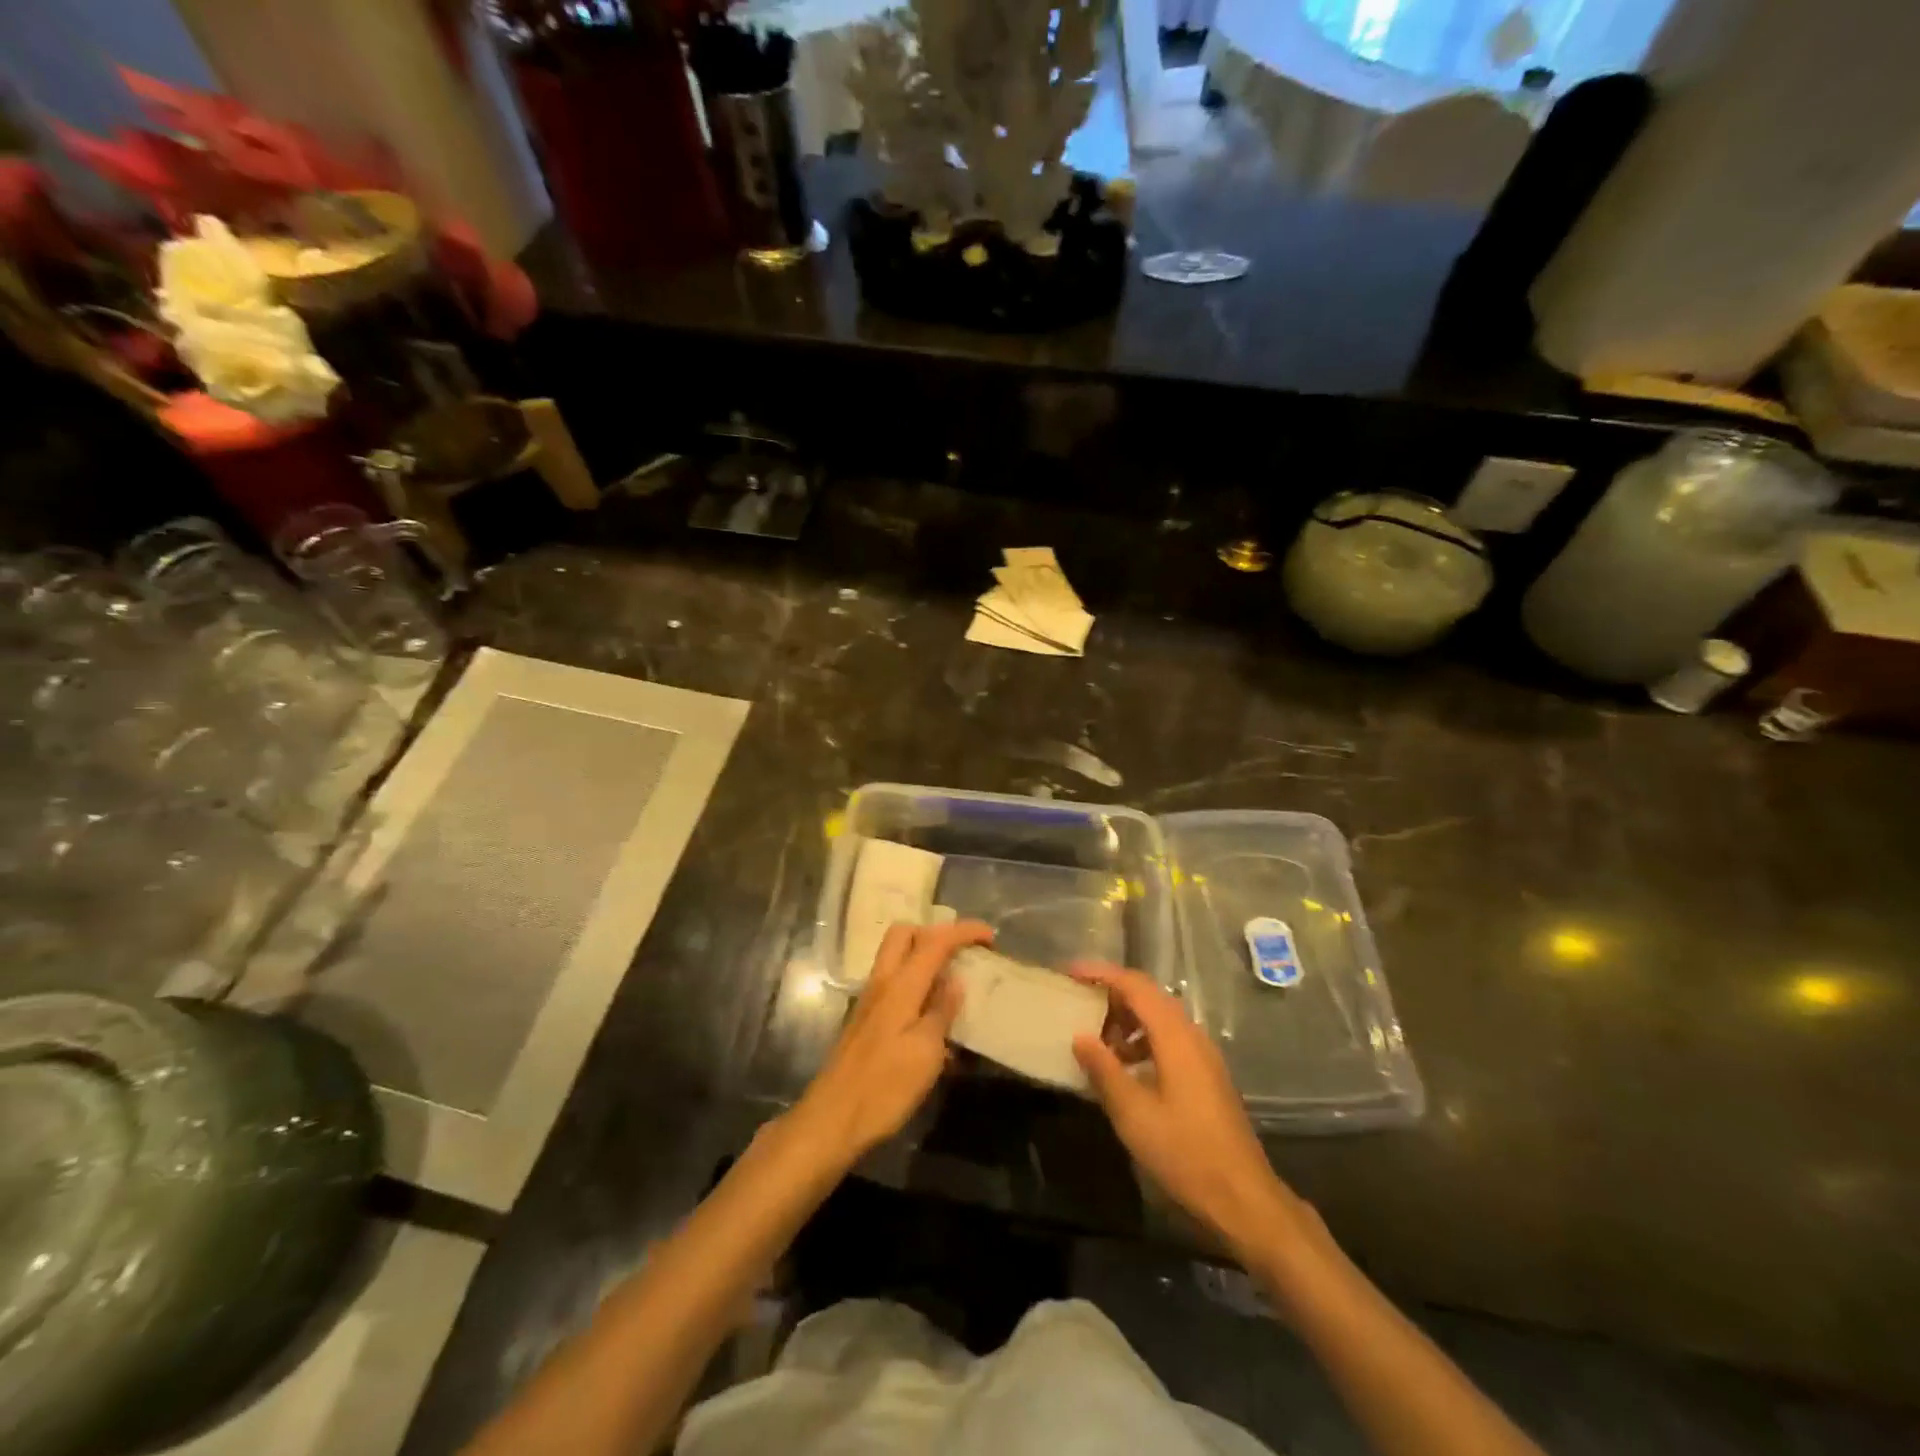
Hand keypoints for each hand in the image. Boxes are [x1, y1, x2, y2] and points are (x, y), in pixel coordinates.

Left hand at [788, 920, 992, 1169]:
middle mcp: (882, 982)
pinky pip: (893, 981)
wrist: (833, 1119)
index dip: (964, 931)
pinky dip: (914, 980)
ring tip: (952, 980)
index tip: (990, 936)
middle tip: (962, 953)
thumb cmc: (885, 1087)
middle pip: (905, 933)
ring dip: (924, 955)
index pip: (934, 940)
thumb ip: (942, 1011)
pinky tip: (932, 1012)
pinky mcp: (865, 1018)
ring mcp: (870, 999)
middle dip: (936, 933)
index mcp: (901, 985)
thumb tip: (956, 979)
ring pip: (896, 955)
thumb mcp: (926, 1052)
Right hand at [1071, 962, 1317, 1262]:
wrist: (1244, 1199)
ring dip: (1126, 1020)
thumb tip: (1080, 1035)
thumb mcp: (1133, 1114)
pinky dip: (1142, 1041)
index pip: (1135, 986)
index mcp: (1175, 1036)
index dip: (1101, 974)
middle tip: (1078, 1004)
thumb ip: (1104, 1070)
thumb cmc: (1185, 1153)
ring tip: (1097, 1041)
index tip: (1070, 974)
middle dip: (1112, 994)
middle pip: (1149, 996)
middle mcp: (1192, 1036)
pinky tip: (1125, 1069)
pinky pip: (1169, 1039)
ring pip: (1159, 1018)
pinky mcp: (1206, 1075)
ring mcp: (1203, 1056)